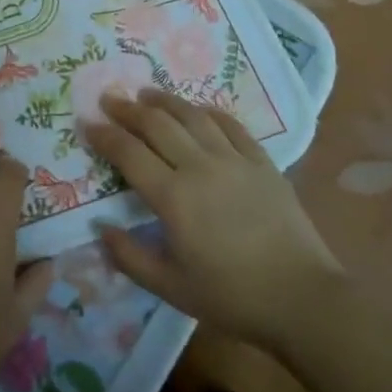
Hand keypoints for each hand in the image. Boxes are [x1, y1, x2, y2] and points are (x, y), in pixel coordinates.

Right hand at [86, 90, 339, 351]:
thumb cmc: (231, 296)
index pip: (129, 153)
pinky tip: (199, 110)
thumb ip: (130, 257)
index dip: (105, 136)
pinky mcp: (262, 162)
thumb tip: (101, 229)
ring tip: (147, 93)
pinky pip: (231, 126)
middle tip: (110, 98)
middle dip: (129, 109)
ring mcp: (234, 160)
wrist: (302, 298)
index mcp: (173, 197)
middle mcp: (200, 167)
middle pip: (157, 124)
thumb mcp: (170, 287)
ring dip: (166, 101)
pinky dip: (210, 112)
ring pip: (193, 116)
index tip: (88, 123)